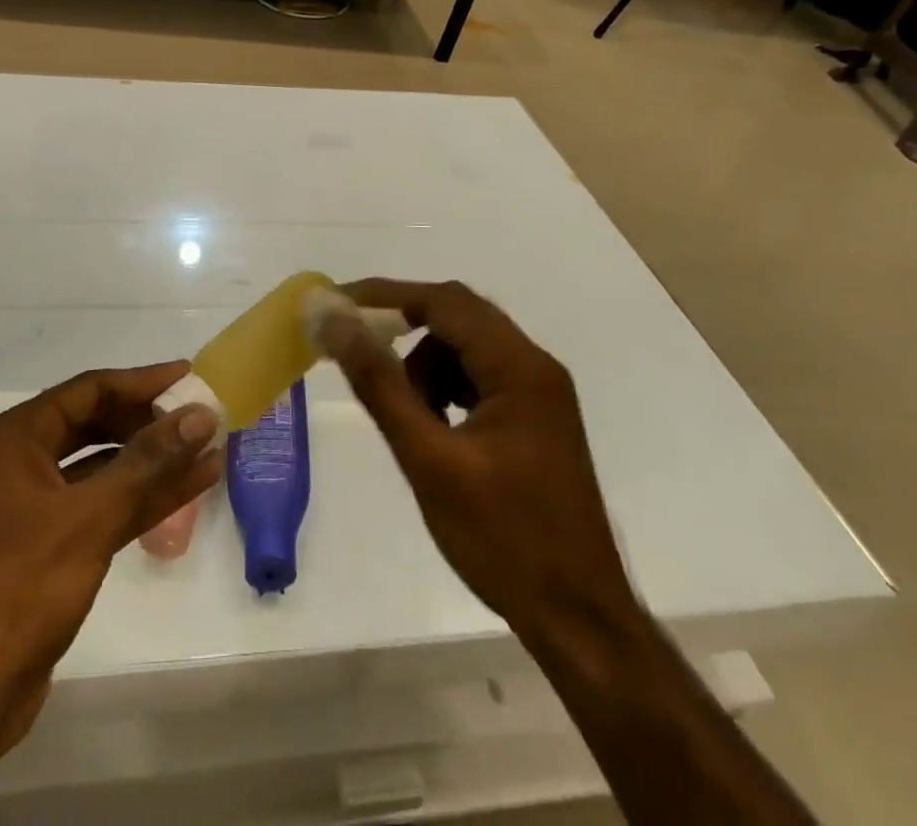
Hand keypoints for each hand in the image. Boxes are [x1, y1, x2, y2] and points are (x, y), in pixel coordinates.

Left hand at [0, 363, 222, 769]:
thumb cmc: (15, 588)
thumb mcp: (88, 517)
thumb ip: (147, 463)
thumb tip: (200, 415)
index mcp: (20, 438)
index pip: (92, 389)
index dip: (143, 381)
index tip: (190, 376)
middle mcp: (25, 462)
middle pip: (98, 424)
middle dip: (149, 422)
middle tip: (201, 419)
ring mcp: (36, 508)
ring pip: (105, 469)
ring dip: (153, 463)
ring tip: (208, 452)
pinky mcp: (50, 550)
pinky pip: (103, 507)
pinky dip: (142, 499)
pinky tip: (186, 492)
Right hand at [320, 280, 634, 639]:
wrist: (580, 621)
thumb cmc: (504, 540)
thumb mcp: (429, 459)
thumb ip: (380, 384)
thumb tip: (336, 323)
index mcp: (519, 367)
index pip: (444, 301)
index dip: (386, 295)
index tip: (337, 305)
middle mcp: (534, 366)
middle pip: (458, 317)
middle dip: (403, 326)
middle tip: (354, 346)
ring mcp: (539, 393)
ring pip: (467, 348)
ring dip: (425, 364)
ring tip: (407, 416)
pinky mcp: (535, 419)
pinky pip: (480, 377)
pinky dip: (446, 388)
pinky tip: (433, 429)